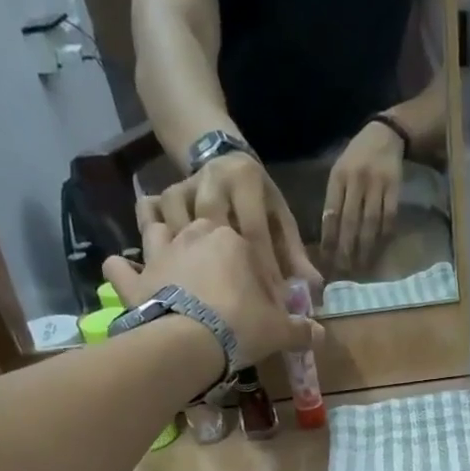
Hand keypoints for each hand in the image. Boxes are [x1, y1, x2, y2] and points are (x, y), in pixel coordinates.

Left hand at [103, 220, 320, 371]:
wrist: (191, 340)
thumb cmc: (241, 325)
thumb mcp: (279, 329)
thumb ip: (300, 330)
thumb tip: (321, 335)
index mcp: (233, 240)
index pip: (248, 245)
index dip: (255, 267)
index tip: (260, 290)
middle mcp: (193, 235)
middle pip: (200, 227)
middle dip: (206, 241)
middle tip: (214, 268)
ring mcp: (160, 254)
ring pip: (154, 228)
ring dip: (155, 230)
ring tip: (162, 243)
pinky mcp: (136, 280)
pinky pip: (121, 267)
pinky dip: (121, 269)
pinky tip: (123, 270)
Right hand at [138, 153, 320, 294]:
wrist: (220, 162)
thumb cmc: (258, 201)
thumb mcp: (280, 220)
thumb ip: (294, 254)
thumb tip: (314, 287)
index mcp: (245, 179)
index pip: (254, 230)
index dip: (264, 269)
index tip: (272, 304)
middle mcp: (211, 179)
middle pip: (215, 228)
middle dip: (226, 270)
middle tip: (237, 308)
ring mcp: (183, 187)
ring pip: (182, 227)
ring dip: (191, 264)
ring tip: (205, 300)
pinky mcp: (162, 198)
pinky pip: (155, 225)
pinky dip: (164, 250)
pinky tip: (175, 279)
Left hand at [322, 120, 405, 273]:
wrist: (385, 135)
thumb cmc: (357, 157)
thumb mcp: (340, 171)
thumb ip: (335, 199)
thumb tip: (329, 235)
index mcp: (338, 177)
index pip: (331, 213)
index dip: (329, 239)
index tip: (327, 260)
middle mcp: (356, 180)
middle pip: (350, 221)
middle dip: (346, 249)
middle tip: (344, 271)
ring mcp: (377, 184)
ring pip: (370, 223)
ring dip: (365, 248)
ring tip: (361, 267)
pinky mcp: (395, 188)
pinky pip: (389, 218)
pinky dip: (384, 236)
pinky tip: (380, 250)